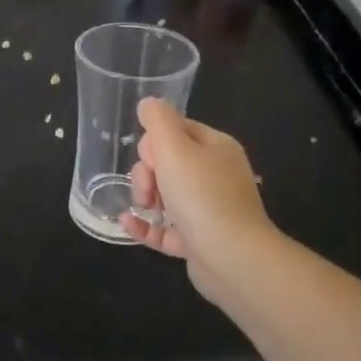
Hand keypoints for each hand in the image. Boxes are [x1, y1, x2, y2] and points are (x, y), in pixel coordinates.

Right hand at [120, 99, 271, 298]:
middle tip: (147, 188)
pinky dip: (145, 225)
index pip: (177, 130)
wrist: (233, 258)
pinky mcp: (199, 240)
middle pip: (168, 162)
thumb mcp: (174, 148)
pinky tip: (127, 223)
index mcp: (216, 148)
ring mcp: (208, 210)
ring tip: (142, 208)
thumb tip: (149, 102)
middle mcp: (216, 176)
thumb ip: (158, 120)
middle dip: (147, 172)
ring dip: (145, 198)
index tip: (150, 158)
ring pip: (165, 195)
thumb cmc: (202, 196)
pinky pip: (165, 228)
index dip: (155, 141)